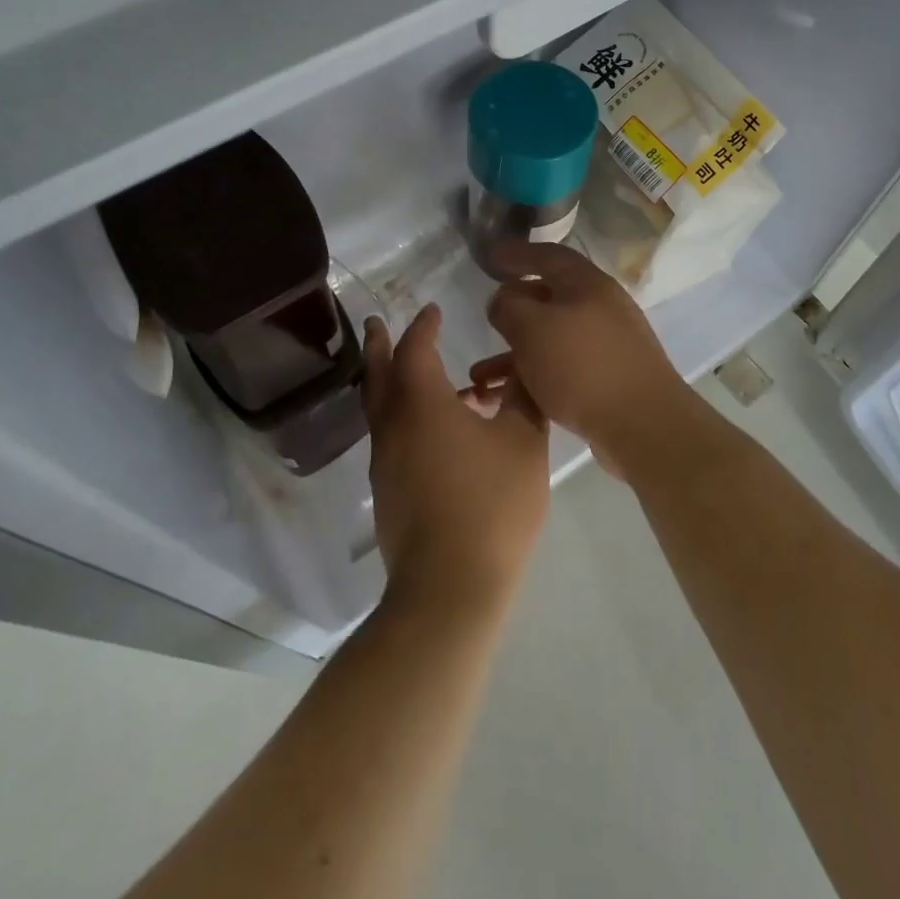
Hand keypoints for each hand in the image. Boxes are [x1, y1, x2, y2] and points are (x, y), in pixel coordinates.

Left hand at [363, 305, 550, 616]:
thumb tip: (521, 370)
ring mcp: (384, 462)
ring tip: (424, 378)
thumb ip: (523, 398)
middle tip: (376, 323)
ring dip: (392, 383)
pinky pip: (391, 437)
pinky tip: (435, 433)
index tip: (432, 310)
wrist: (450, 587)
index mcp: (422, 403)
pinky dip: (403, 417)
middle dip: (379, 345)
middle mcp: (393, 426)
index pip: (416, 349)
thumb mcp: (523, 443)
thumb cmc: (491, 505)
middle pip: (379, 374)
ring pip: (381, 409)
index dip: (424, 326)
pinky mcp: (387, 492)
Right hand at [470, 243, 696, 478]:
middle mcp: (601, 308)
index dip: (517, 253)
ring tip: (481, 372)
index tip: (488, 255)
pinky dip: (532, 375)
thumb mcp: (532, 328)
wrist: (643, 426)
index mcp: (588, 284)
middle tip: (488, 311)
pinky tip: (509, 394)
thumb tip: (503, 298)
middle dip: (515, 304)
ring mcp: (607, 345)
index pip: (548, 255)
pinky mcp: (606, 380)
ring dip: (515, 351)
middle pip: (551, 296)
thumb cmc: (582, 366)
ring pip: (551, 338)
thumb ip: (508, 306)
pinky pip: (560, 367)